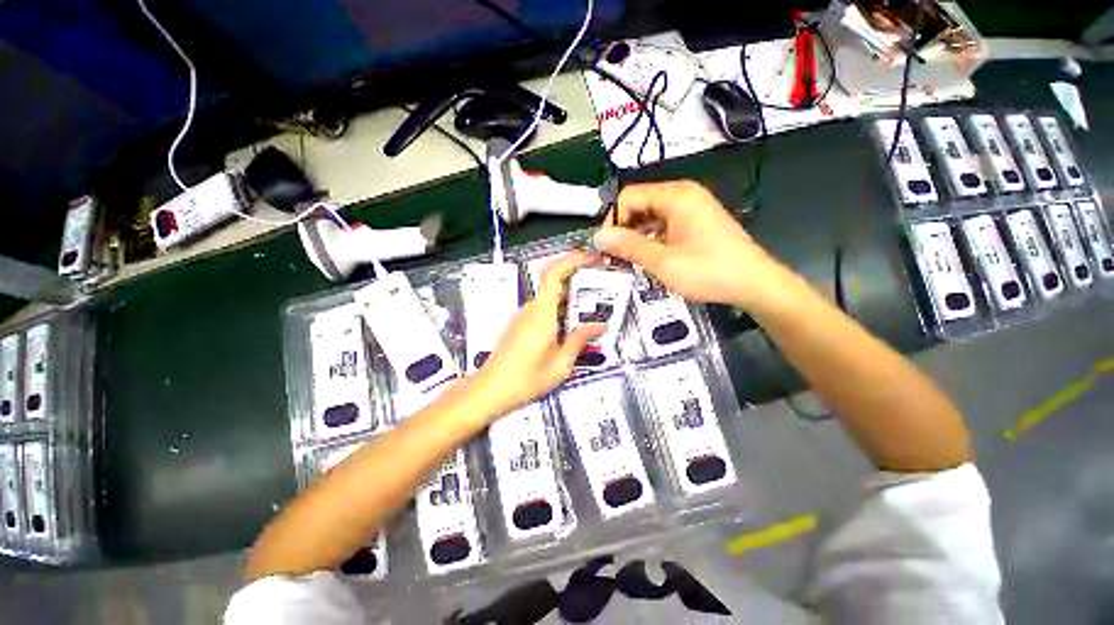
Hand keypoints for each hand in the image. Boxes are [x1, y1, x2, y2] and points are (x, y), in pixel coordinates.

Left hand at [469, 251, 604, 418]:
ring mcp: (524, 315)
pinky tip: (571, 324)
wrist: (490, 390)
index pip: (554, 273)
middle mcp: (531, 309)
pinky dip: (560, 308)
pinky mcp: (520, 324)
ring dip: (569, 295)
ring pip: (549, 295)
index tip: (591, 259)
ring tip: (590, 307)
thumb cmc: (525, 379)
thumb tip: (598, 325)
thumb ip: (579, 340)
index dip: (572, 260)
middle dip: (577, 276)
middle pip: (553, 281)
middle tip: (599, 283)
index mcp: (542, 314)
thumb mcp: (561, 364)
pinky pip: (543, 308)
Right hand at [593, 180, 784, 309]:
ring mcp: (691, 210)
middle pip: (639, 206)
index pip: (629, 197)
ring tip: (627, 261)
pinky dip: (651, 241)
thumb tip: (599, 237)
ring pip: (650, 218)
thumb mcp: (662, 261)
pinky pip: (664, 226)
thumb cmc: (708, 271)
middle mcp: (683, 196)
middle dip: (623, 231)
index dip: (613, 221)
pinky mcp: (696, 224)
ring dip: (636, 238)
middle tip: (614, 258)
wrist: (754, 284)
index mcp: (676, 196)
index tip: (606, 248)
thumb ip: (628, 246)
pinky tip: (647, 259)